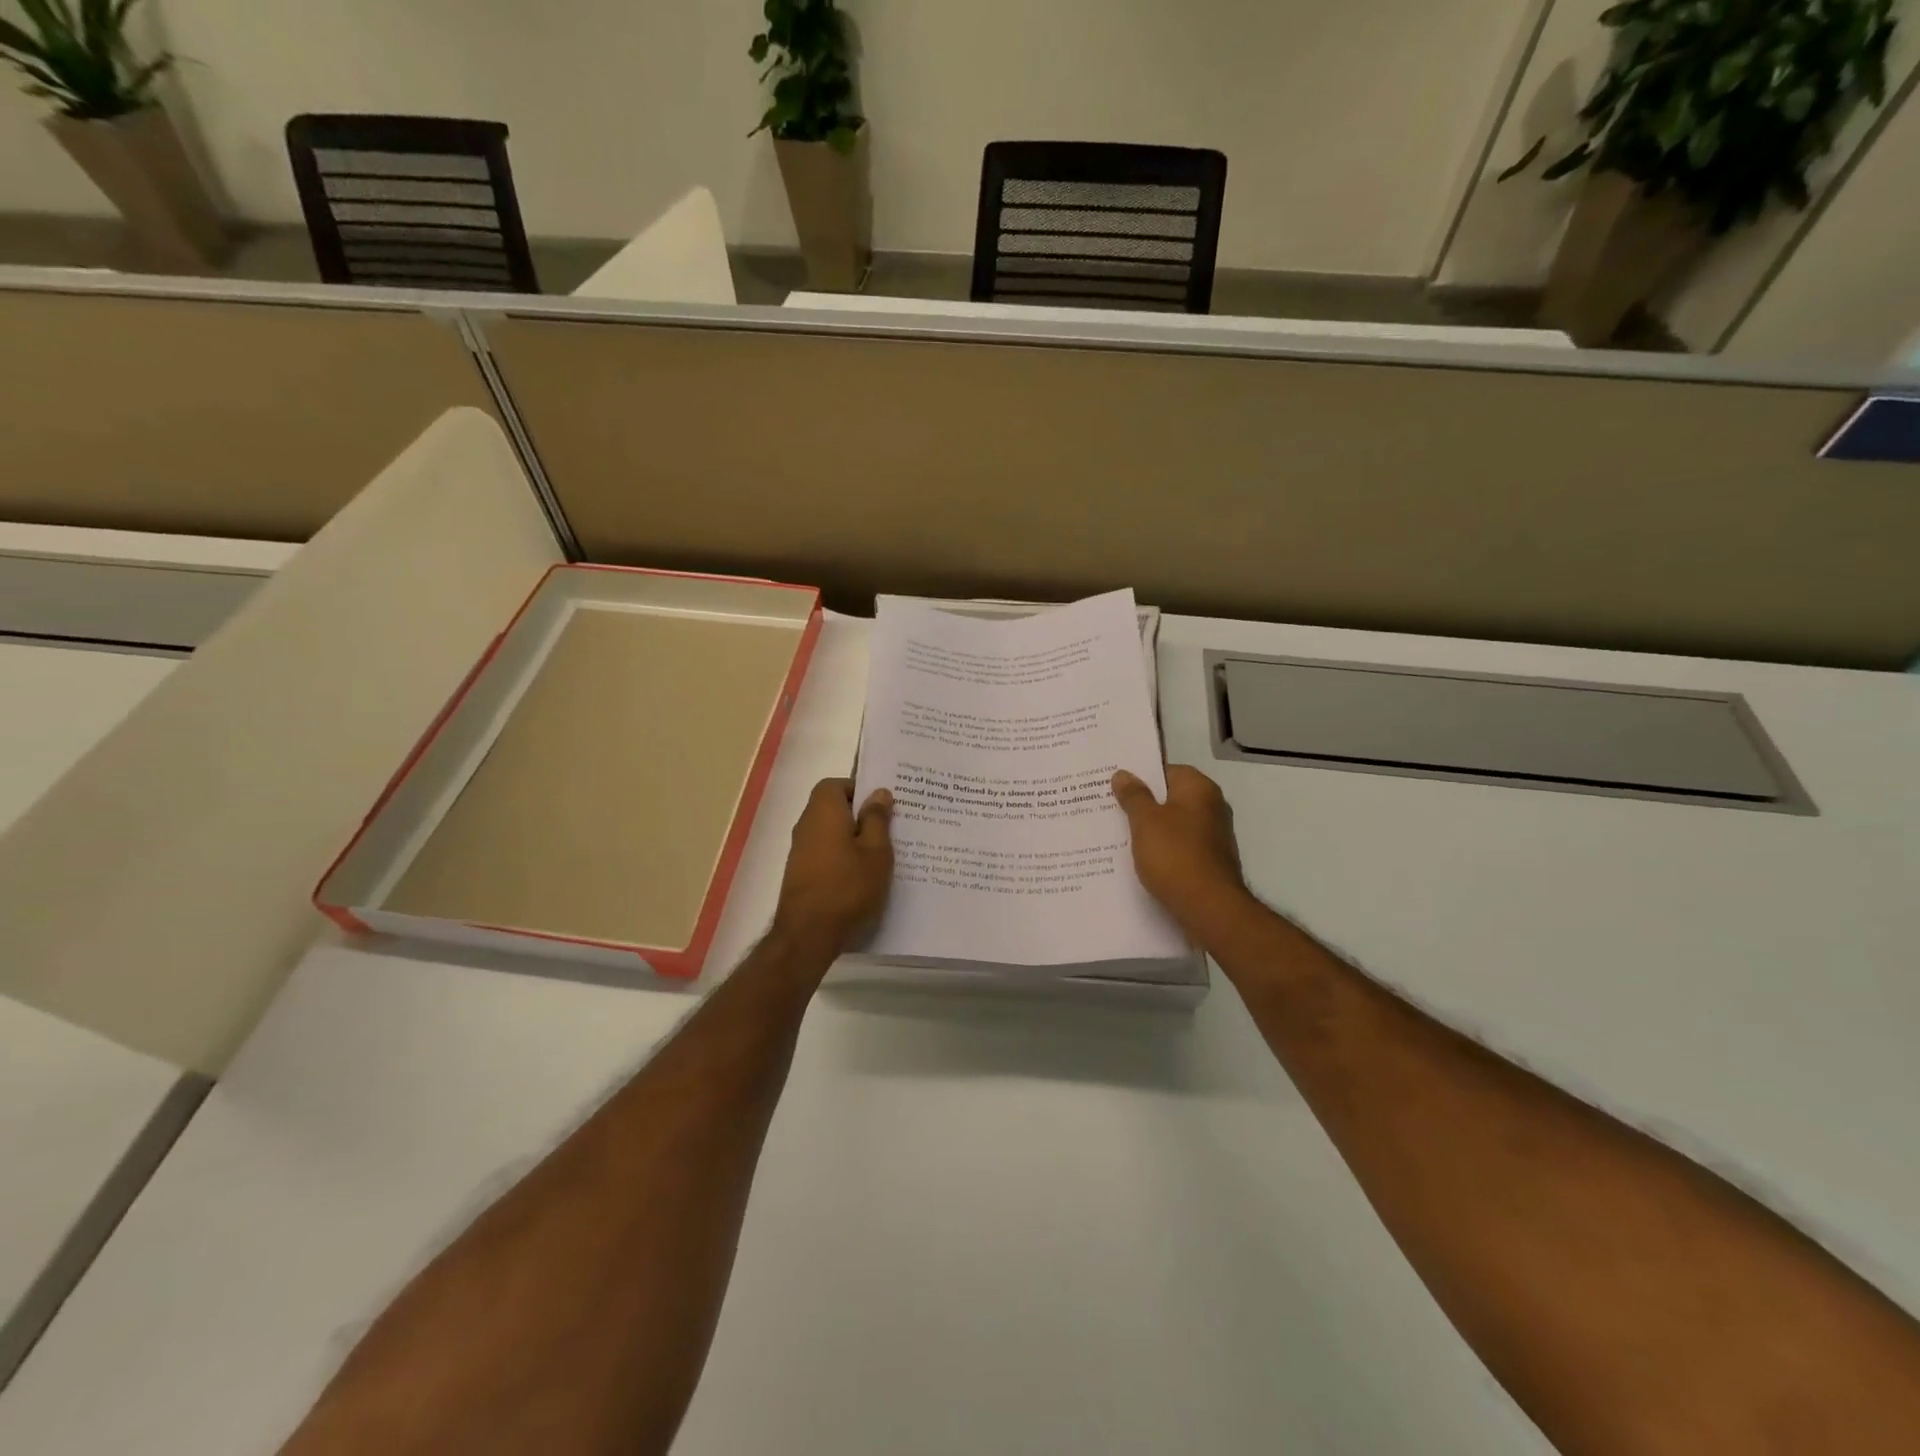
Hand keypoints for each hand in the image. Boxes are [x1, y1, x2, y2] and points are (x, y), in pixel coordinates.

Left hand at [771, 778, 894, 958]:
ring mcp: (800, 851)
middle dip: (859, 815)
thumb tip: (878, 792)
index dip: (858, 789)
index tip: (881, 805)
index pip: (836, 784)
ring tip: (880, 855)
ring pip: (830, 833)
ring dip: (852, 839)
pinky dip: (842, 858)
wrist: (808, 934)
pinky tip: (862, 876)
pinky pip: (825, 854)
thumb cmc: (848, 887)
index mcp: (823, 811)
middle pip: (832, 808)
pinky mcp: (800, 874)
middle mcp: (806, 825)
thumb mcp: (876, 851)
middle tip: (889, 829)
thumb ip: (877, 819)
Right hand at [1112, 765, 1249, 940]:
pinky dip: (1162, 850)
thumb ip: (1133, 796)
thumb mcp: (1145, 821)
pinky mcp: (1210, 861)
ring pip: (1174, 824)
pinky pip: (1179, 847)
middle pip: (1170, 797)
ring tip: (1118, 835)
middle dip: (1143, 803)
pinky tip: (1140, 859)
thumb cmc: (1175, 855)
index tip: (1115, 786)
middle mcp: (1212, 807)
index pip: (1167, 770)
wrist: (1209, 908)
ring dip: (1151, 829)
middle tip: (1110, 808)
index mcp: (1199, 789)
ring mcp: (1213, 836)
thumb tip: (1123, 774)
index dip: (1141, 776)